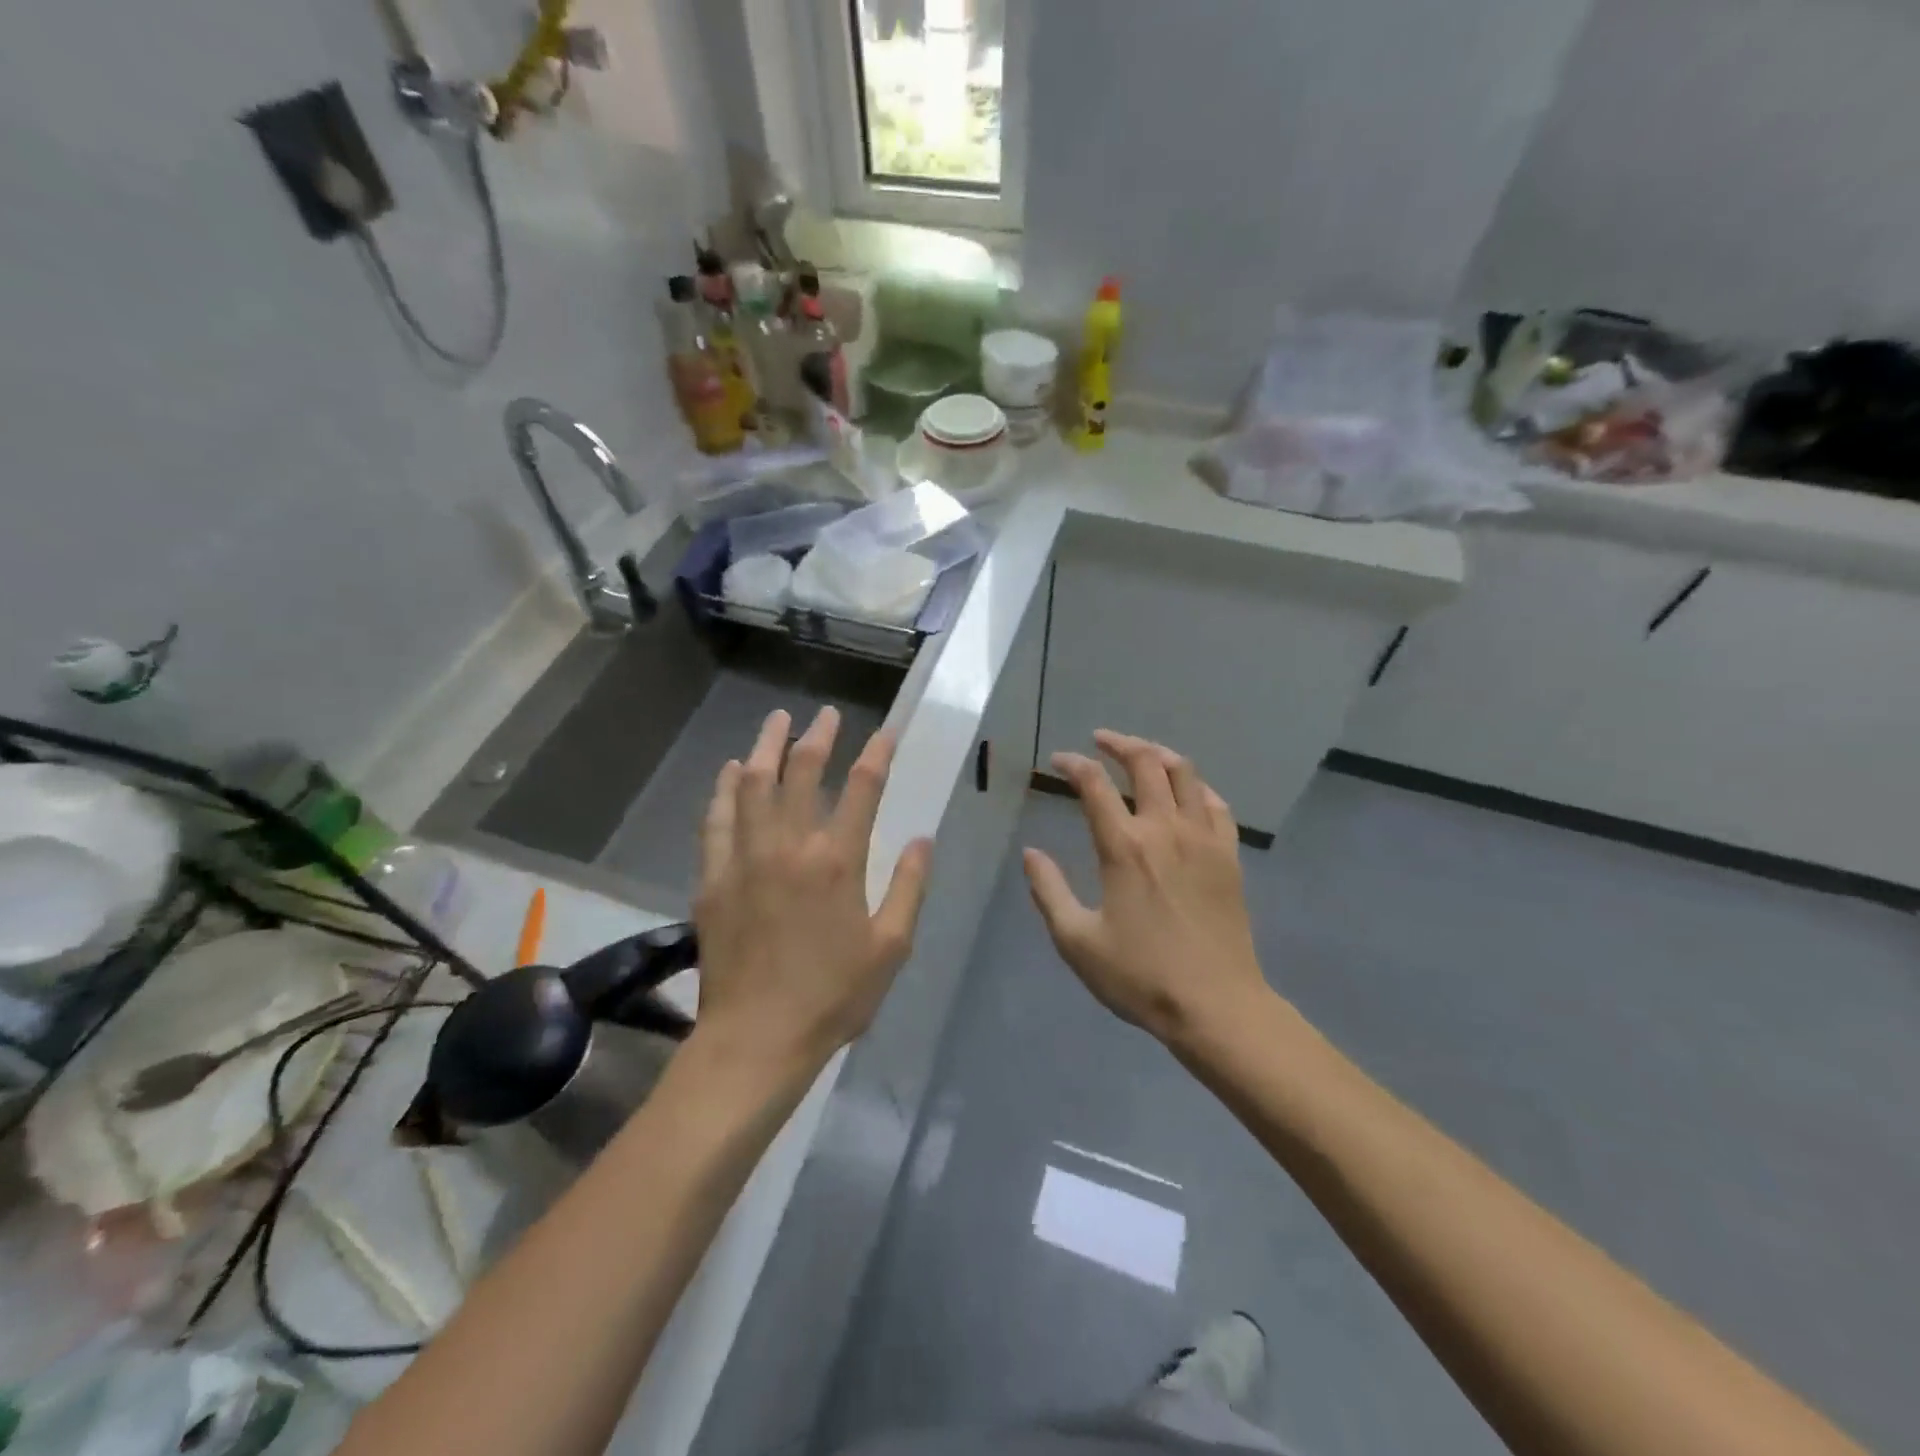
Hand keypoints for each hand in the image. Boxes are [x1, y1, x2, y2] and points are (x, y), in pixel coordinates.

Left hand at [692, 707, 932, 1071]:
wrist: (757, 1038)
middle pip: (802, 773)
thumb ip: (908, 887)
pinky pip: (717, 819)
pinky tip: (730, 771)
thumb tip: (922, 839)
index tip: (886, 731)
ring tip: (777, 721)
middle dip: (817, 737)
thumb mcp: (890, 947)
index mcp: (837, 861)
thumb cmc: (833, 997)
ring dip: (766, 747)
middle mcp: (789, 846)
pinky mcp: (713, 878)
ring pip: (752, 784)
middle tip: (825, 715)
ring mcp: (745, 858)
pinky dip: (724, 789)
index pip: (862, 789)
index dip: (876, 753)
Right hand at [1023, 731, 1267, 1047]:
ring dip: (1159, 754)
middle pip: (1145, 763)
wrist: (1216, 1005)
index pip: (1094, 785)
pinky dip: (1197, 787)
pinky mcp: (1230, 856)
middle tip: (1100, 742)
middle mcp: (1165, 830)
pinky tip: (1187, 792)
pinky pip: (1216, 805)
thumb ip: (1049, 891)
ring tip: (1141, 753)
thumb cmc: (1140, 976)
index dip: (1074, 764)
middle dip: (1119, 744)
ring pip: (1186, 774)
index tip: (1060, 761)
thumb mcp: (1077, 941)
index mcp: (1124, 847)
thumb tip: (1031, 853)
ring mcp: (1204, 839)